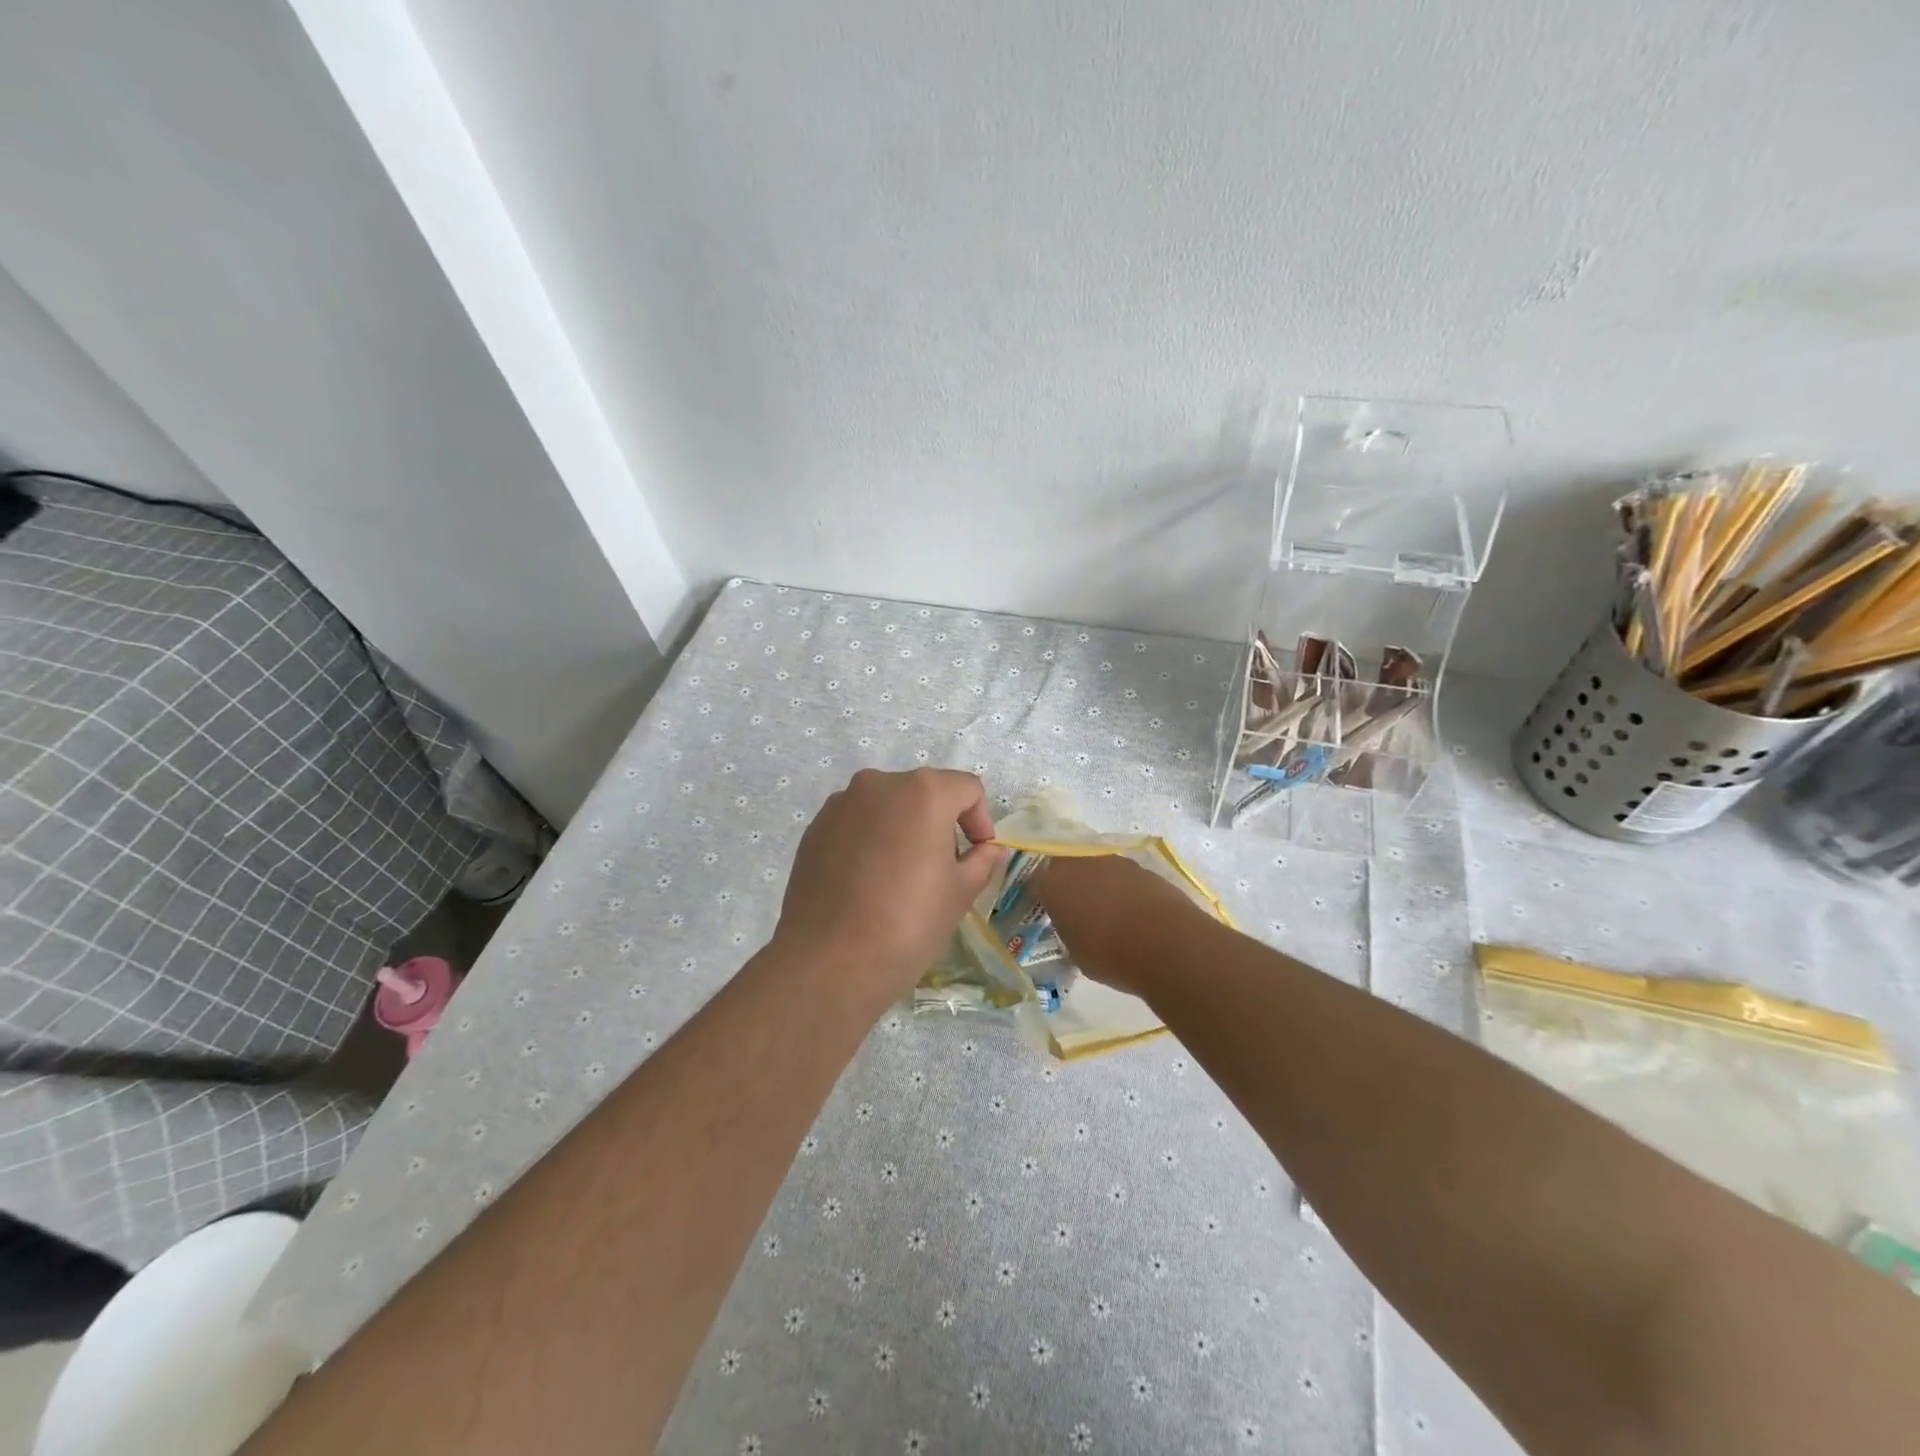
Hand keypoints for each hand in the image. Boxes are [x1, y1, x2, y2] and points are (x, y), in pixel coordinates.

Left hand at [774, 769, 1005, 1005]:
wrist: (830, 960)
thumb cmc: (909, 922)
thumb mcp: (960, 893)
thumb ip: (981, 860)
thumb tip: (989, 849)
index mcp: (924, 791)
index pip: (967, 789)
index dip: (980, 821)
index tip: (977, 855)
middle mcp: (879, 783)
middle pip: (924, 792)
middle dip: (940, 823)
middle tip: (941, 869)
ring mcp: (842, 803)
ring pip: (887, 806)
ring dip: (903, 830)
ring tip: (900, 878)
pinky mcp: (815, 827)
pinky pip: (856, 823)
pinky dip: (870, 840)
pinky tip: (867, 883)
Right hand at [1031, 855, 1202, 998]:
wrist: (1166, 942)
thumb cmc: (1110, 955)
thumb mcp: (1077, 953)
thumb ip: (1069, 932)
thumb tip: (1075, 927)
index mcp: (1053, 885)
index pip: (1036, 882)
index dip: (1041, 896)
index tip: (1047, 911)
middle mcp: (1078, 864)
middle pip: (1064, 864)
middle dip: (1067, 881)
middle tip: (1074, 905)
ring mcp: (1112, 861)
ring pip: (1094, 866)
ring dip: (1096, 881)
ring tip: (1106, 908)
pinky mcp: (1140, 866)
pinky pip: (1121, 874)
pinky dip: (1122, 887)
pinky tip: (1131, 909)